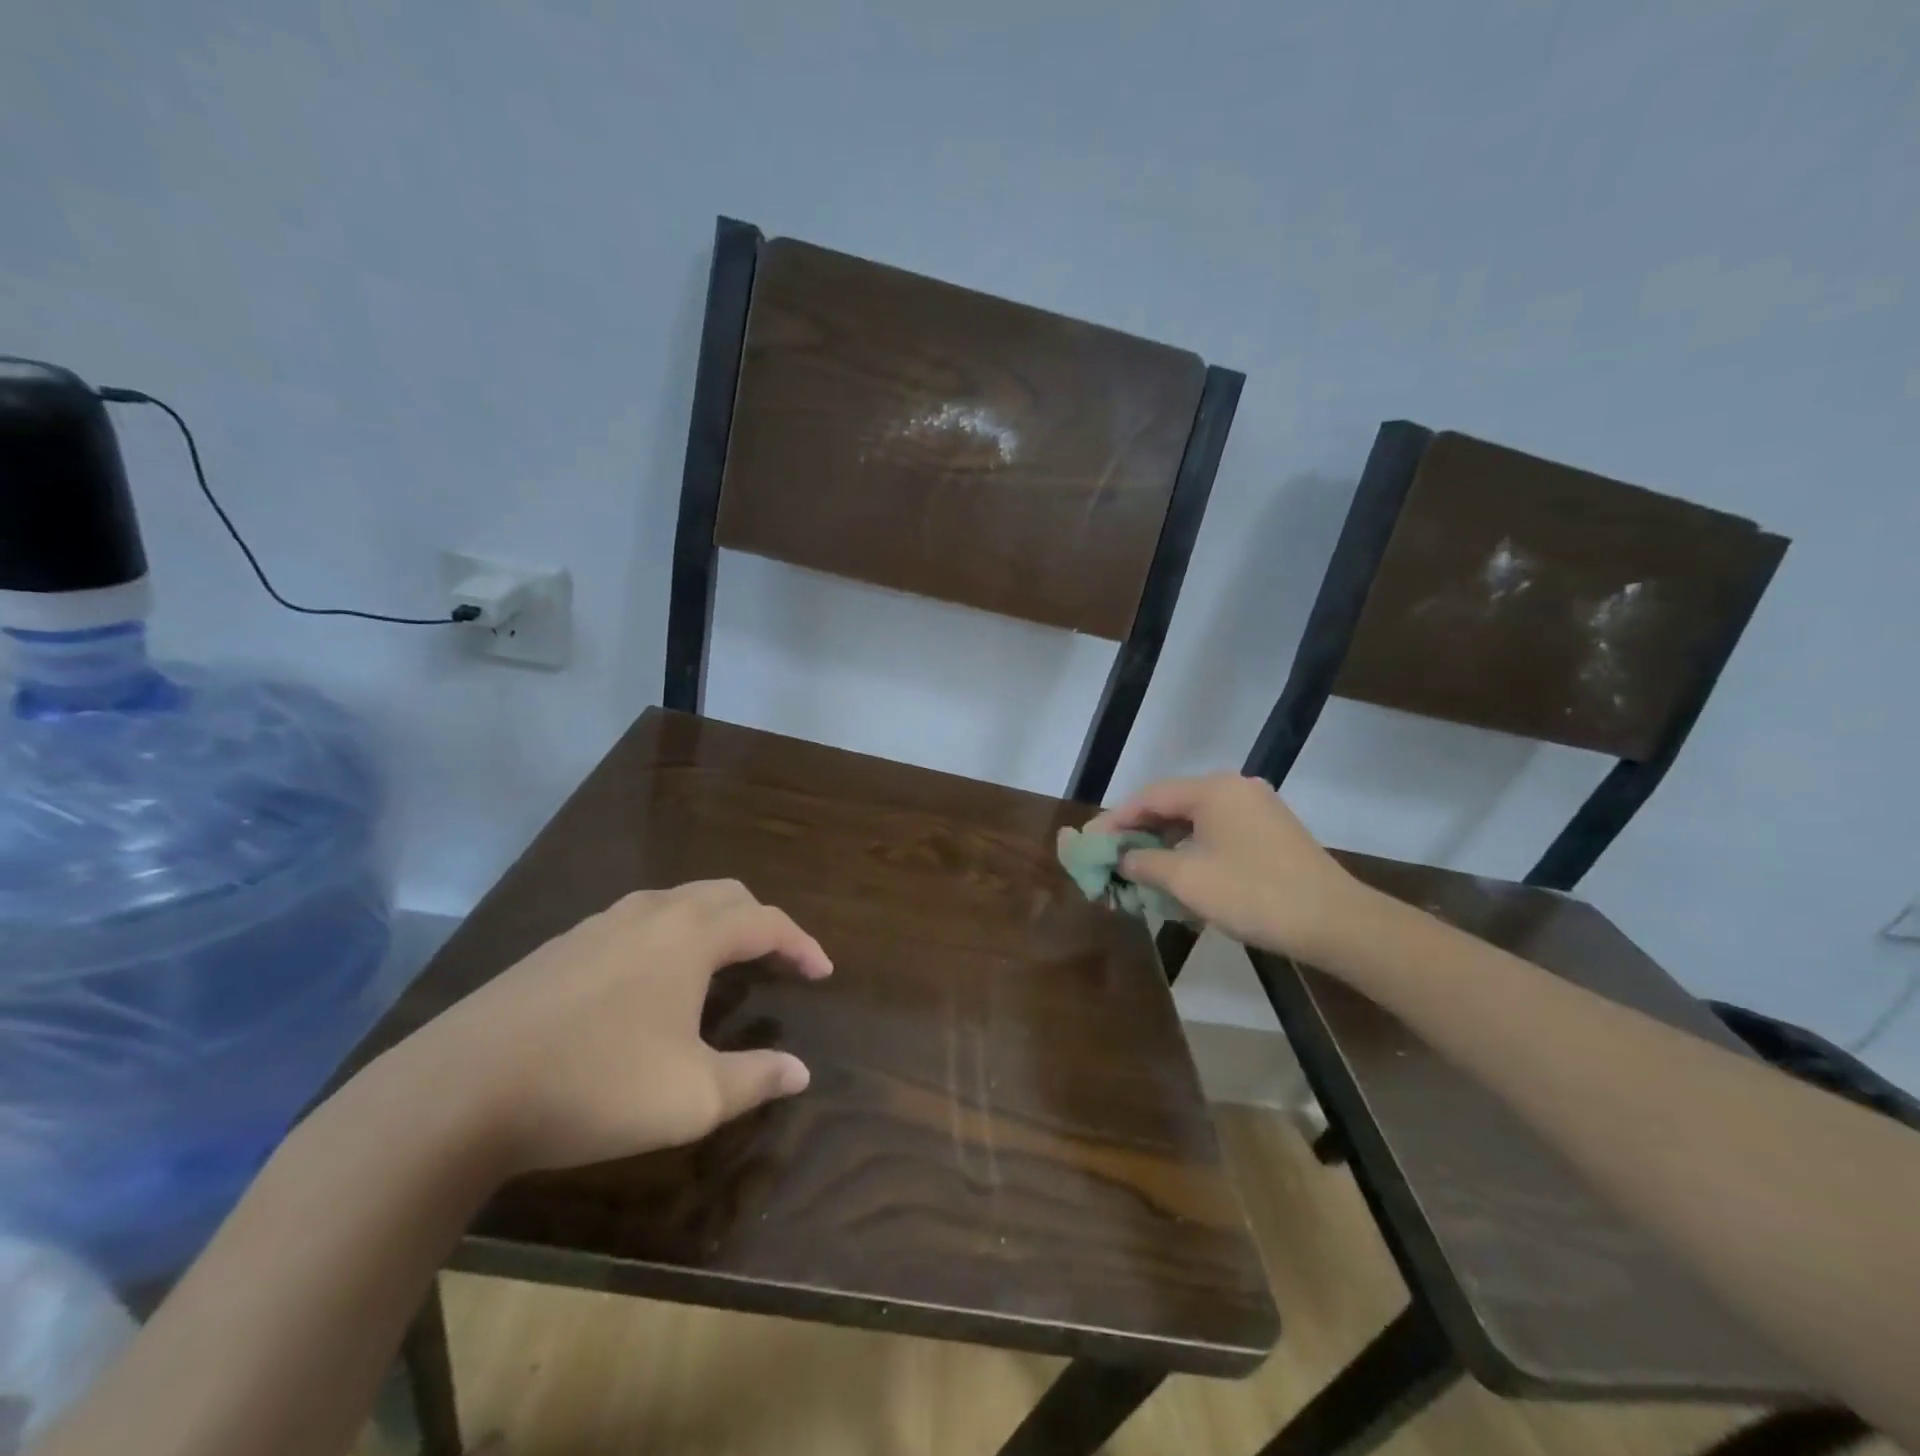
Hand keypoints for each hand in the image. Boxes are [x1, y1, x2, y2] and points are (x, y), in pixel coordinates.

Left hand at [389, 880, 831, 1174]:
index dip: (802, 944)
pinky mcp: (562, 946)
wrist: (456, 1093)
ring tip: (723, 965)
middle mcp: (651, 913)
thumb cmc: (594, 1086)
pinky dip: (671, 936)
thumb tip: (800, 1071)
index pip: (767, 921)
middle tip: (777, 960)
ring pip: (678, 902)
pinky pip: (638, 922)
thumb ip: (755, 1079)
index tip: (822, 973)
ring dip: (714, 924)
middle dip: (761, 922)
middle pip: (725, 895)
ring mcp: (600, 924)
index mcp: (691, 935)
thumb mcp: (691, 1098)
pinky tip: (653, 982)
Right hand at [1082, 774, 1362, 959]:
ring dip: (1164, 846)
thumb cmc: (1254, 895)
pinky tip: (1178, 876)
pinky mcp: (1271, 833)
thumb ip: (1144, 863)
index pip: (1148, 797)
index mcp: (1213, 789)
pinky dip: (1191, 852)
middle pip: (1170, 806)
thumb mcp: (1187, 880)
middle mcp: (1234, 789)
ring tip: (1138, 871)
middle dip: (1137, 834)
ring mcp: (1257, 809)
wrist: (1337, 923)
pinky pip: (1217, 834)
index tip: (1089, 844)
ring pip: (1194, 822)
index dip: (1113, 821)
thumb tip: (1122, 859)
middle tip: (1110, 859)